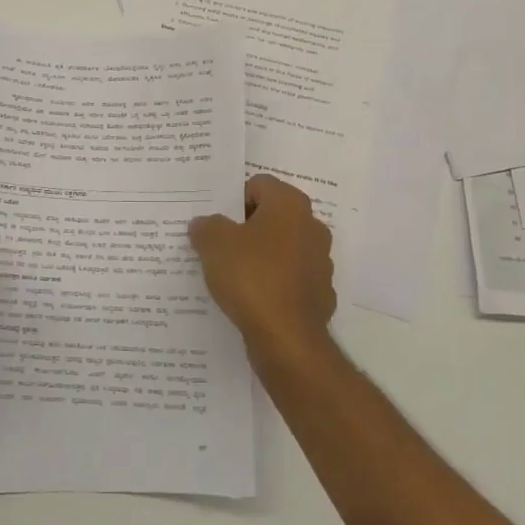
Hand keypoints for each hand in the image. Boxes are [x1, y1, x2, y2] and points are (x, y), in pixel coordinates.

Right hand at [189, 174, 336, 364]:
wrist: (287, 338)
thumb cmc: (252, 277)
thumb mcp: (214, 244)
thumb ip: (207, 226)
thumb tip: (205, 224)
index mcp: (290, 205)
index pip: (259, 185)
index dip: (233, 200)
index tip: (216, 223)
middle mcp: (312, 227)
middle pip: (272, 216)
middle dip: (246, 229)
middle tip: (218, 246)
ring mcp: (320, 262)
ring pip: (282, 249)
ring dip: (261, 257)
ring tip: (231, 275)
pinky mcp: (320, 294)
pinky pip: (290, 280)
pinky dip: (273, 285)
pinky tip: (252, 300)